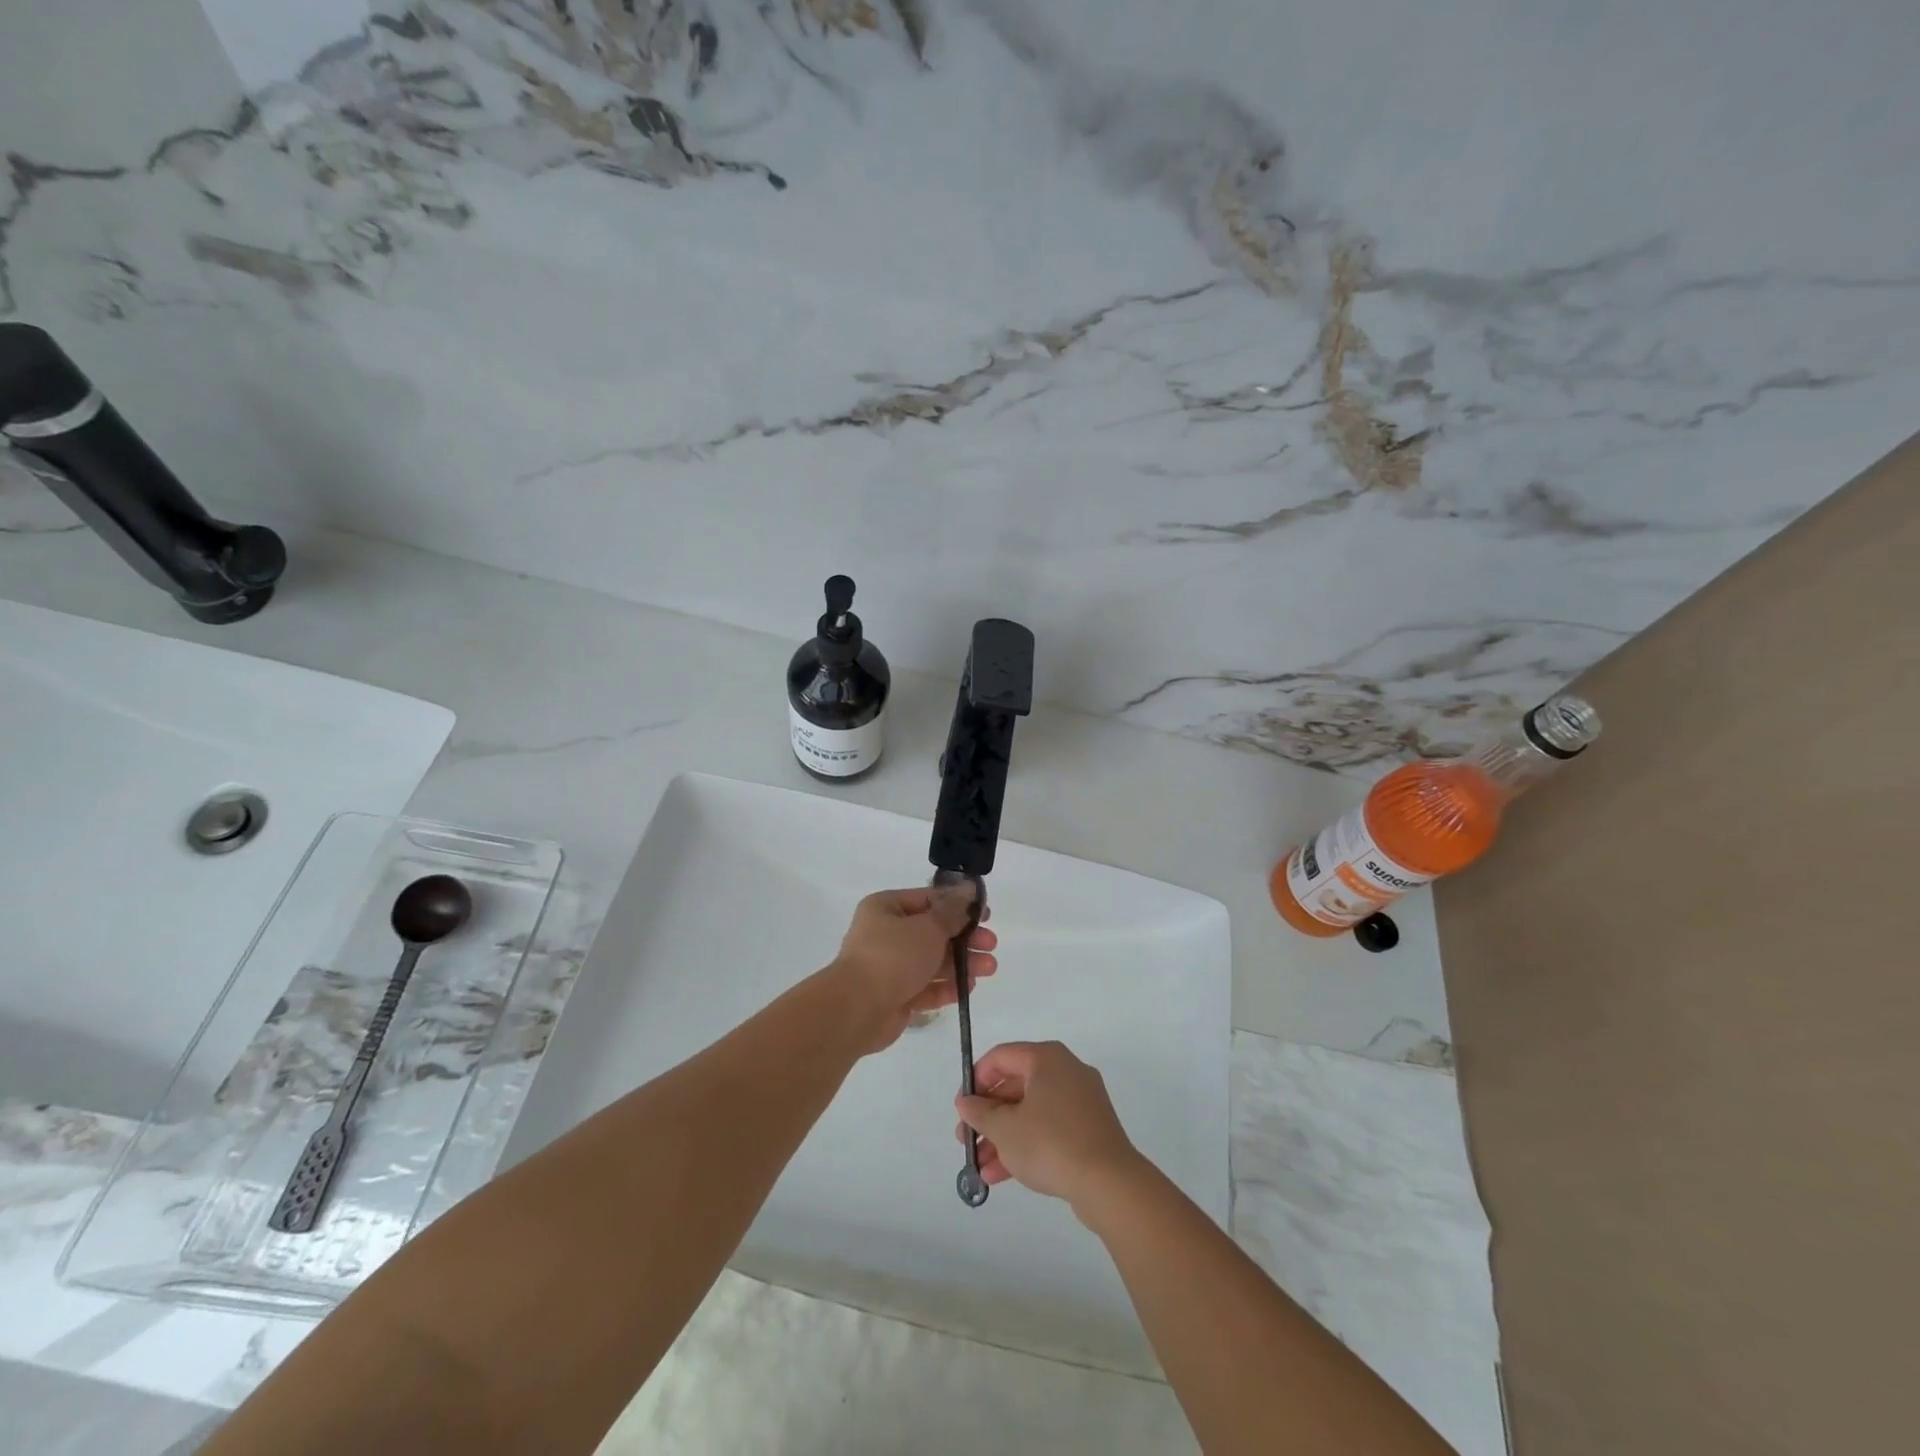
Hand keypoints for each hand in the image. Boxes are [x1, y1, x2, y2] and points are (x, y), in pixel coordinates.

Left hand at [829, 886, 996, 1052]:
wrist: (857, 1009)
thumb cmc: (893, 956)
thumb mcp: (928, 927)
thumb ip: (953, 911)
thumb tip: (969, 889)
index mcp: (886, 908)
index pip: (928, 900)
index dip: (959, 905)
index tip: (986, 915)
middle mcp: (885, 935)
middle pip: (933, 932)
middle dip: (965, 939)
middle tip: (991, 944)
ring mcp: (890, 968)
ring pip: (932, 961)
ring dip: (962, 964)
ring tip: (989, 968)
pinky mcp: (895, 997)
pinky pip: (925, 988)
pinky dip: (947, 987)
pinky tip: (969, 987)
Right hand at [954, 1041, 1145, 1216]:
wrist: (1109, 1184)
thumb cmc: (1051, 1143)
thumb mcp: (1005, 1128)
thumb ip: (979, 1113)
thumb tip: (966, 1102)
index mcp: (1047, 1058)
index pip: (1002, 1057)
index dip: (976, 1080)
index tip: (962, 1107)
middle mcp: (1066, 1071)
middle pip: (1016, 1086)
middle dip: (987, 1116)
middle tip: (966, 1140)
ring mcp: (1081, 1101)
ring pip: (1031, 1112)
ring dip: (1002, 1137)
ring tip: (979, 1167)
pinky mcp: (1090, 1129)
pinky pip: (1049, 1129)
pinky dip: (1026, 1145)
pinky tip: (1001, 1175)